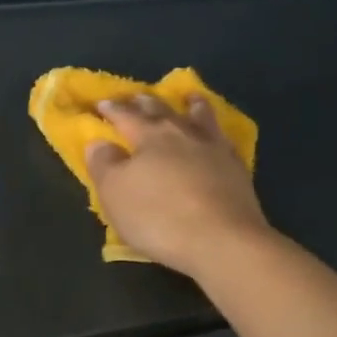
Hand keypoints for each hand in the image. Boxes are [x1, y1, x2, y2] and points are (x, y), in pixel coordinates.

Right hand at [86, 95, 270, 279]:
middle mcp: (183, 134)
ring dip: (191, 106)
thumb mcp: (115, 192)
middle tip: (137, 95)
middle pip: (162, 111)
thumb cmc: (158, 216)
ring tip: (189, 98)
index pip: (126, 116)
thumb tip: (99, 142)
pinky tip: (217, 136)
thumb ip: (104, 164)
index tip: (101, 103)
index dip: (112, 110)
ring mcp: (214, 149)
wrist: (222, 241)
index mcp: (150, 136)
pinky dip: (215, 132)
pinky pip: (223, 140)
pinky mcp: (237, 169)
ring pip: (200, 118)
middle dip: (146, 102)